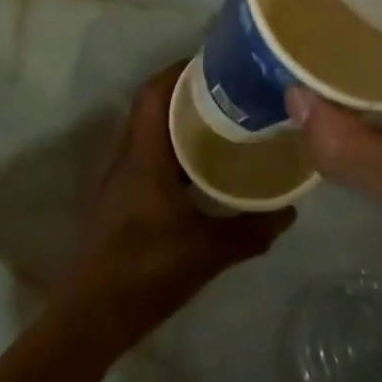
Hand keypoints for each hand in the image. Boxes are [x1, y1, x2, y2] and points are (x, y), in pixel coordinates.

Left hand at [58, 64, 294, 345]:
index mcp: (143, 156)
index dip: (180, 71)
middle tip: (229, 93)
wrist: (92, 317)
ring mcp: (118, 179)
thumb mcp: (208, 252)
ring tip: (221, 124)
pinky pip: (146, 157)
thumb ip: (251, 230)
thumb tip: (290, 211)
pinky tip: (200, 171)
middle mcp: (126, 157)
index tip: (215, 64)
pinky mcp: (117, 199)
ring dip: (178, 123)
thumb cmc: (146, 272)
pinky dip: (171, 151)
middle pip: (152, 107)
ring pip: (148, 133)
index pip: (154, 93)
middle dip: (186, 94)